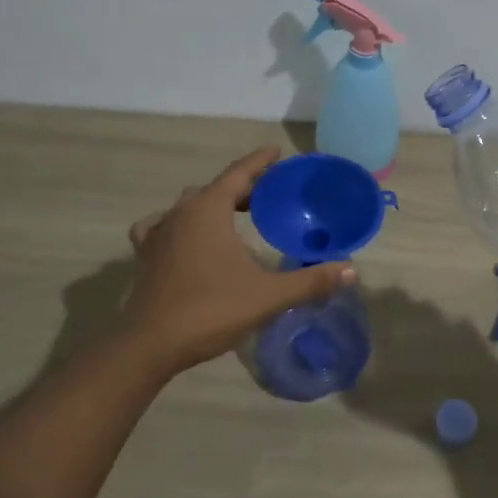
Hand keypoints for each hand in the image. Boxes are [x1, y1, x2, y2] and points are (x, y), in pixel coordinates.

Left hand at [123, 147, 356, 374]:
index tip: (277, 151)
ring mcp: (158, 234)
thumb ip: (310, 282)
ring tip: (233, 216)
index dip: (260, 162)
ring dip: (212, 204)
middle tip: (268, 195)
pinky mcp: (146, 256)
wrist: (149, 345)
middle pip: (216, 188)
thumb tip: (351, 270)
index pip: (239, 173)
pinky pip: (162, 227)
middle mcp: (181, 213)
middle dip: (242, 187)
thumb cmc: (209, 310)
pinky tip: (185, 239)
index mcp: (208, 210)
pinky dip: (178, 225)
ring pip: (189, 206)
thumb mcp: (267, 296)